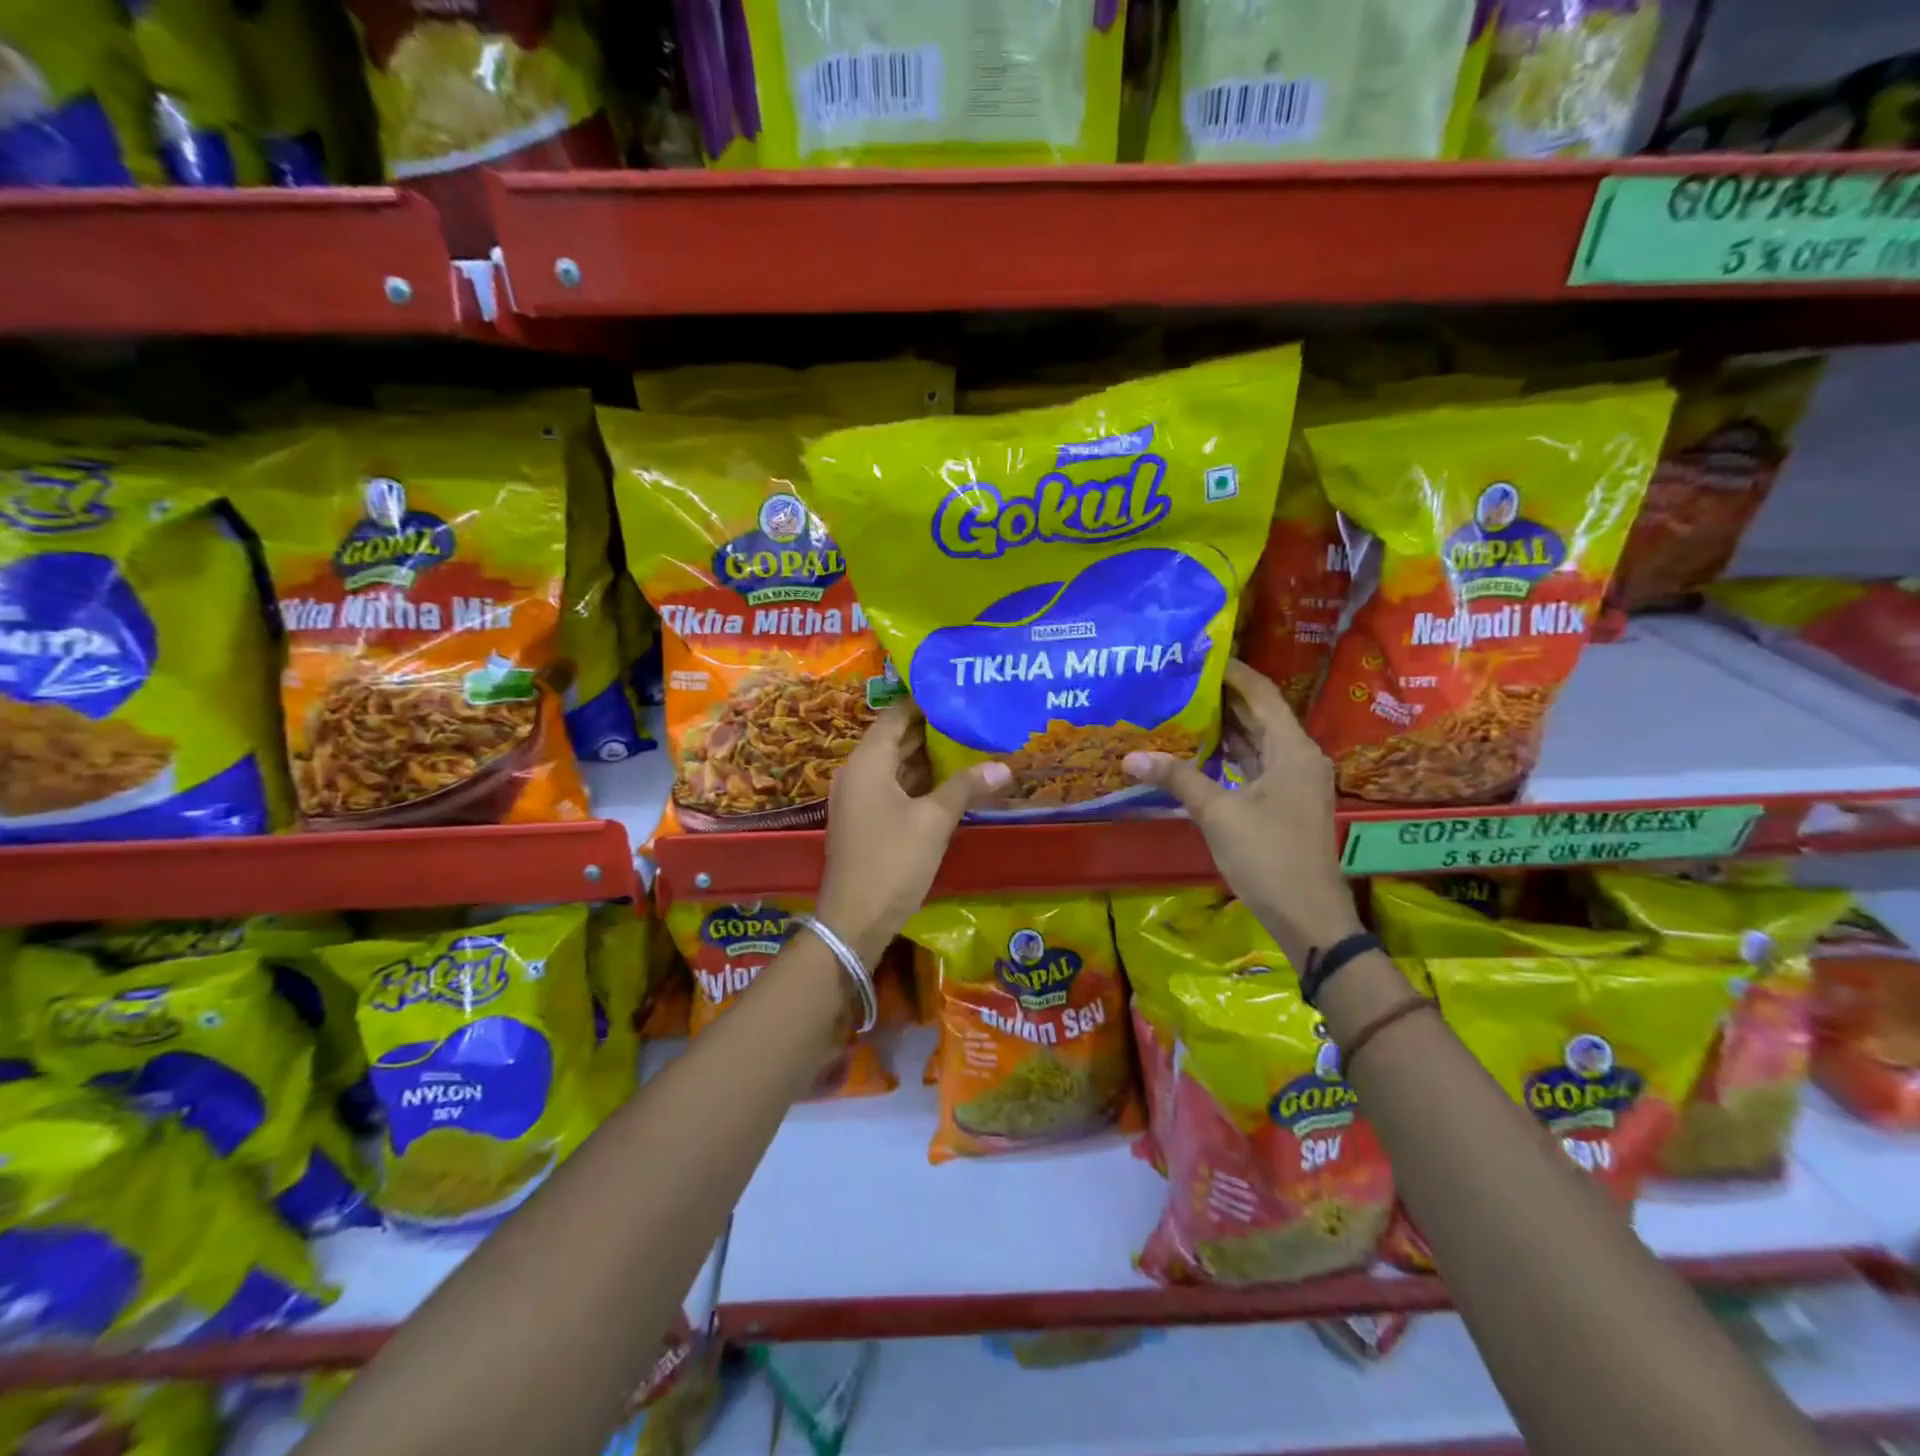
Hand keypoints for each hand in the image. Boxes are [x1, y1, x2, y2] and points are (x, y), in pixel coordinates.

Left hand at [818, 705, 1009, 965]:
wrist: (854, 919)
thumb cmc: (892, 861)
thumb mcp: (934, 821)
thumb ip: (965, 788)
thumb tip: (1003, 767)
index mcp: (867, 762)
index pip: (895, 716)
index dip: (924, 703)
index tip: (956, 692)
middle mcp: (857, 773)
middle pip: (895, 740)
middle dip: (931, 730)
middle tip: (971, 717)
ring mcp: (859, 799)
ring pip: (896, 766)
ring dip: (927, 758)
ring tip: (968, 744)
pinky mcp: (865, 822)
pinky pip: (893, 789)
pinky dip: (919, 783)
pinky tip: (950, 784)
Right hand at [1122, 660, 1360, 967]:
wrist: (1308, 915)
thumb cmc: (1268, 856)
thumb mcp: (1218, 814)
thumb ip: (1178, 778)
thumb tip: (1131, 757)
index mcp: (1292, 749)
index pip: (1261, 693)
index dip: (1232, 671)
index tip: (1198, 654)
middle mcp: (1298, 756)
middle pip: (1259, 714)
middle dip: (1222, 697)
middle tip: (1180, 679)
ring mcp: (1294, 781)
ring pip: (1257, 741)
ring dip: (1225, 726)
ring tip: (1182, 706)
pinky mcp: (1284, 802)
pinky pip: (1255, 765)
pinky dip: (1230, 755)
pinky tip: (1199, 751)